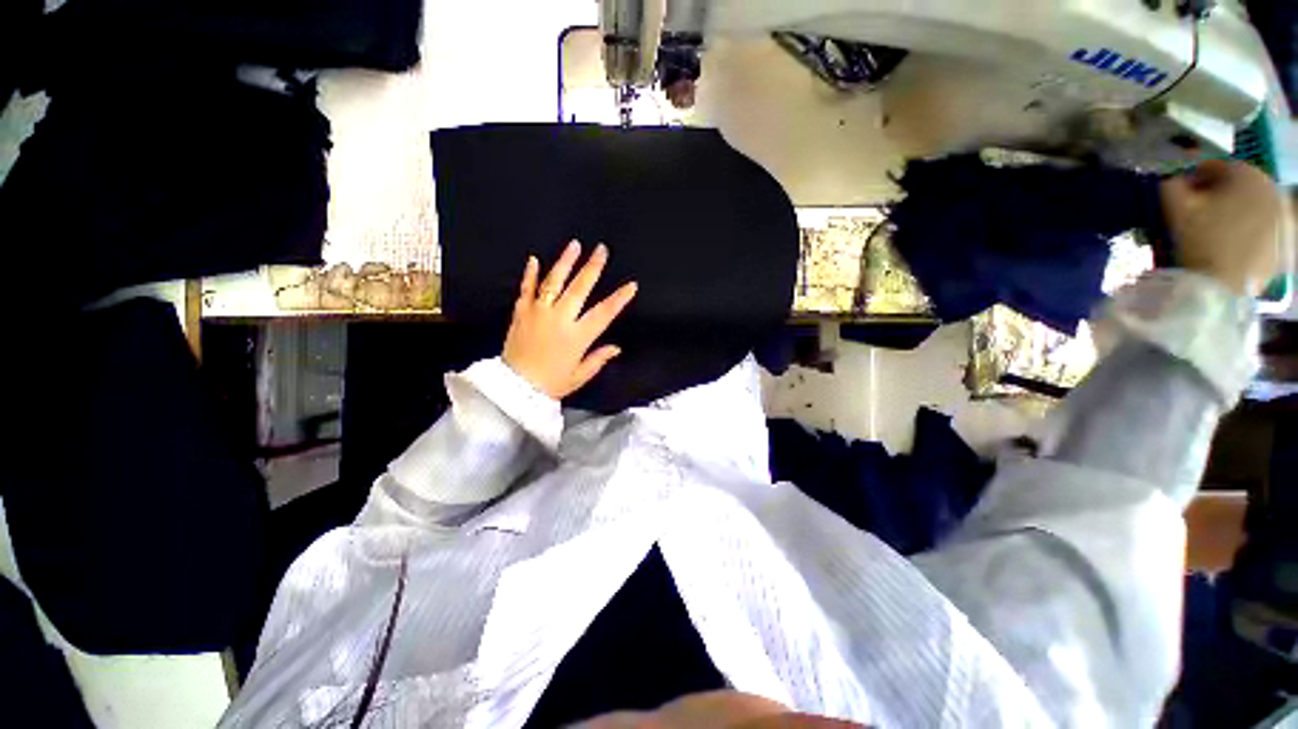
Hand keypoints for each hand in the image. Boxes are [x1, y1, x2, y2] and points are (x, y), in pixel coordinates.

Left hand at [503, 241, 637, 399]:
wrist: (514, 389)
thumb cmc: (551, 384)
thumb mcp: (580, 375)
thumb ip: (598, 359)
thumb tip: (616, 348)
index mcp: (577, 336)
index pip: (604, 313)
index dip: (619, 298)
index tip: (631, 285)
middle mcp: (560, 319)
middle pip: (580, 288)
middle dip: (593, 267)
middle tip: (601, 250)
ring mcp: (539, 312)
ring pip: (554, 282)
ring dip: (565, 262)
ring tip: (575, 245)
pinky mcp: (521, 312)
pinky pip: (526, 289)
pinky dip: (530, 274)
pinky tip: (534, 259)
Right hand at [1160, 159, 1288, 295]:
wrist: (1223, 286)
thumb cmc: (1200, 240)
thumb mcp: (1174, 207)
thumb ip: (1171, 184)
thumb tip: (1174, 179)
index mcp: (1245, 173)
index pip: (1215, 166)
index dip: (1193, 177)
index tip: (1181, 193)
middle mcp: (1271, 188)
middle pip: (1239, 186)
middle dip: (1220, 195)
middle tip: (1200, 212)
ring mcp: (1284, 216)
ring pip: (1254, 207)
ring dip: (1236, 213)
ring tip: (1217, 231)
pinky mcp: (1286, 241)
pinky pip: (1265, 230)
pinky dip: (1250, 233)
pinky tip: (1234, 246)